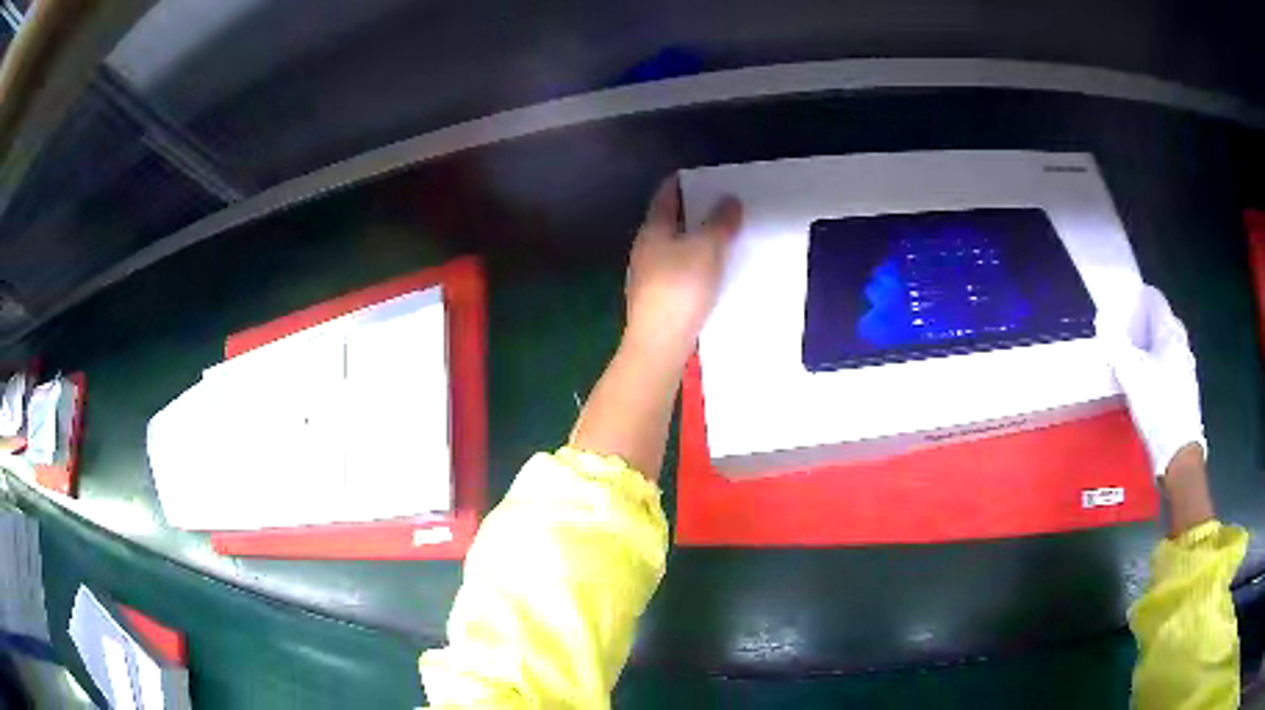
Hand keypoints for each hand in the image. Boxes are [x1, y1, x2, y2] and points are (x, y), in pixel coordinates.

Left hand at [624, 176, 741, 361]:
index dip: (681, 183)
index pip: (665, 195)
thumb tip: (729, 200)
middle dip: (692, 211)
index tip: (702, 176)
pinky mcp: (657, 298)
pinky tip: (710, 271)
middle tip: (720, 204)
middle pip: (668, 221)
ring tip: (721, 235)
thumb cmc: (681, 288)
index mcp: (653, 230)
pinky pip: (677, 270)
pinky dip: (693, 262)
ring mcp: (648, 275)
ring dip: (693, 238)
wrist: (659, 343)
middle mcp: (645, 248)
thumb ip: (719, 223)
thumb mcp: (706, 249)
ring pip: (673, 246)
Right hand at [1097, 285, 1205, 477]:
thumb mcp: (1132, 376)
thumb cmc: (1158, 409)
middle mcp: (1181, 343)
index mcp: (1170, 332)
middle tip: (1122, 335)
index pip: (1154, 298)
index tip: (1120, 307)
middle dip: (1141, 323)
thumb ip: (1116, 345)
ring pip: (1164, 344)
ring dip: (1148, 346)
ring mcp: (1186, 367)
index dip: (1136, 297)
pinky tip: (1145, 385)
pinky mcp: (1185, 389)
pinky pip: (1168, 364)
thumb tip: (1103, 320)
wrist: (1179, 455)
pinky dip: (1155, 365)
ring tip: (1131, 362)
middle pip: (1160, 320)